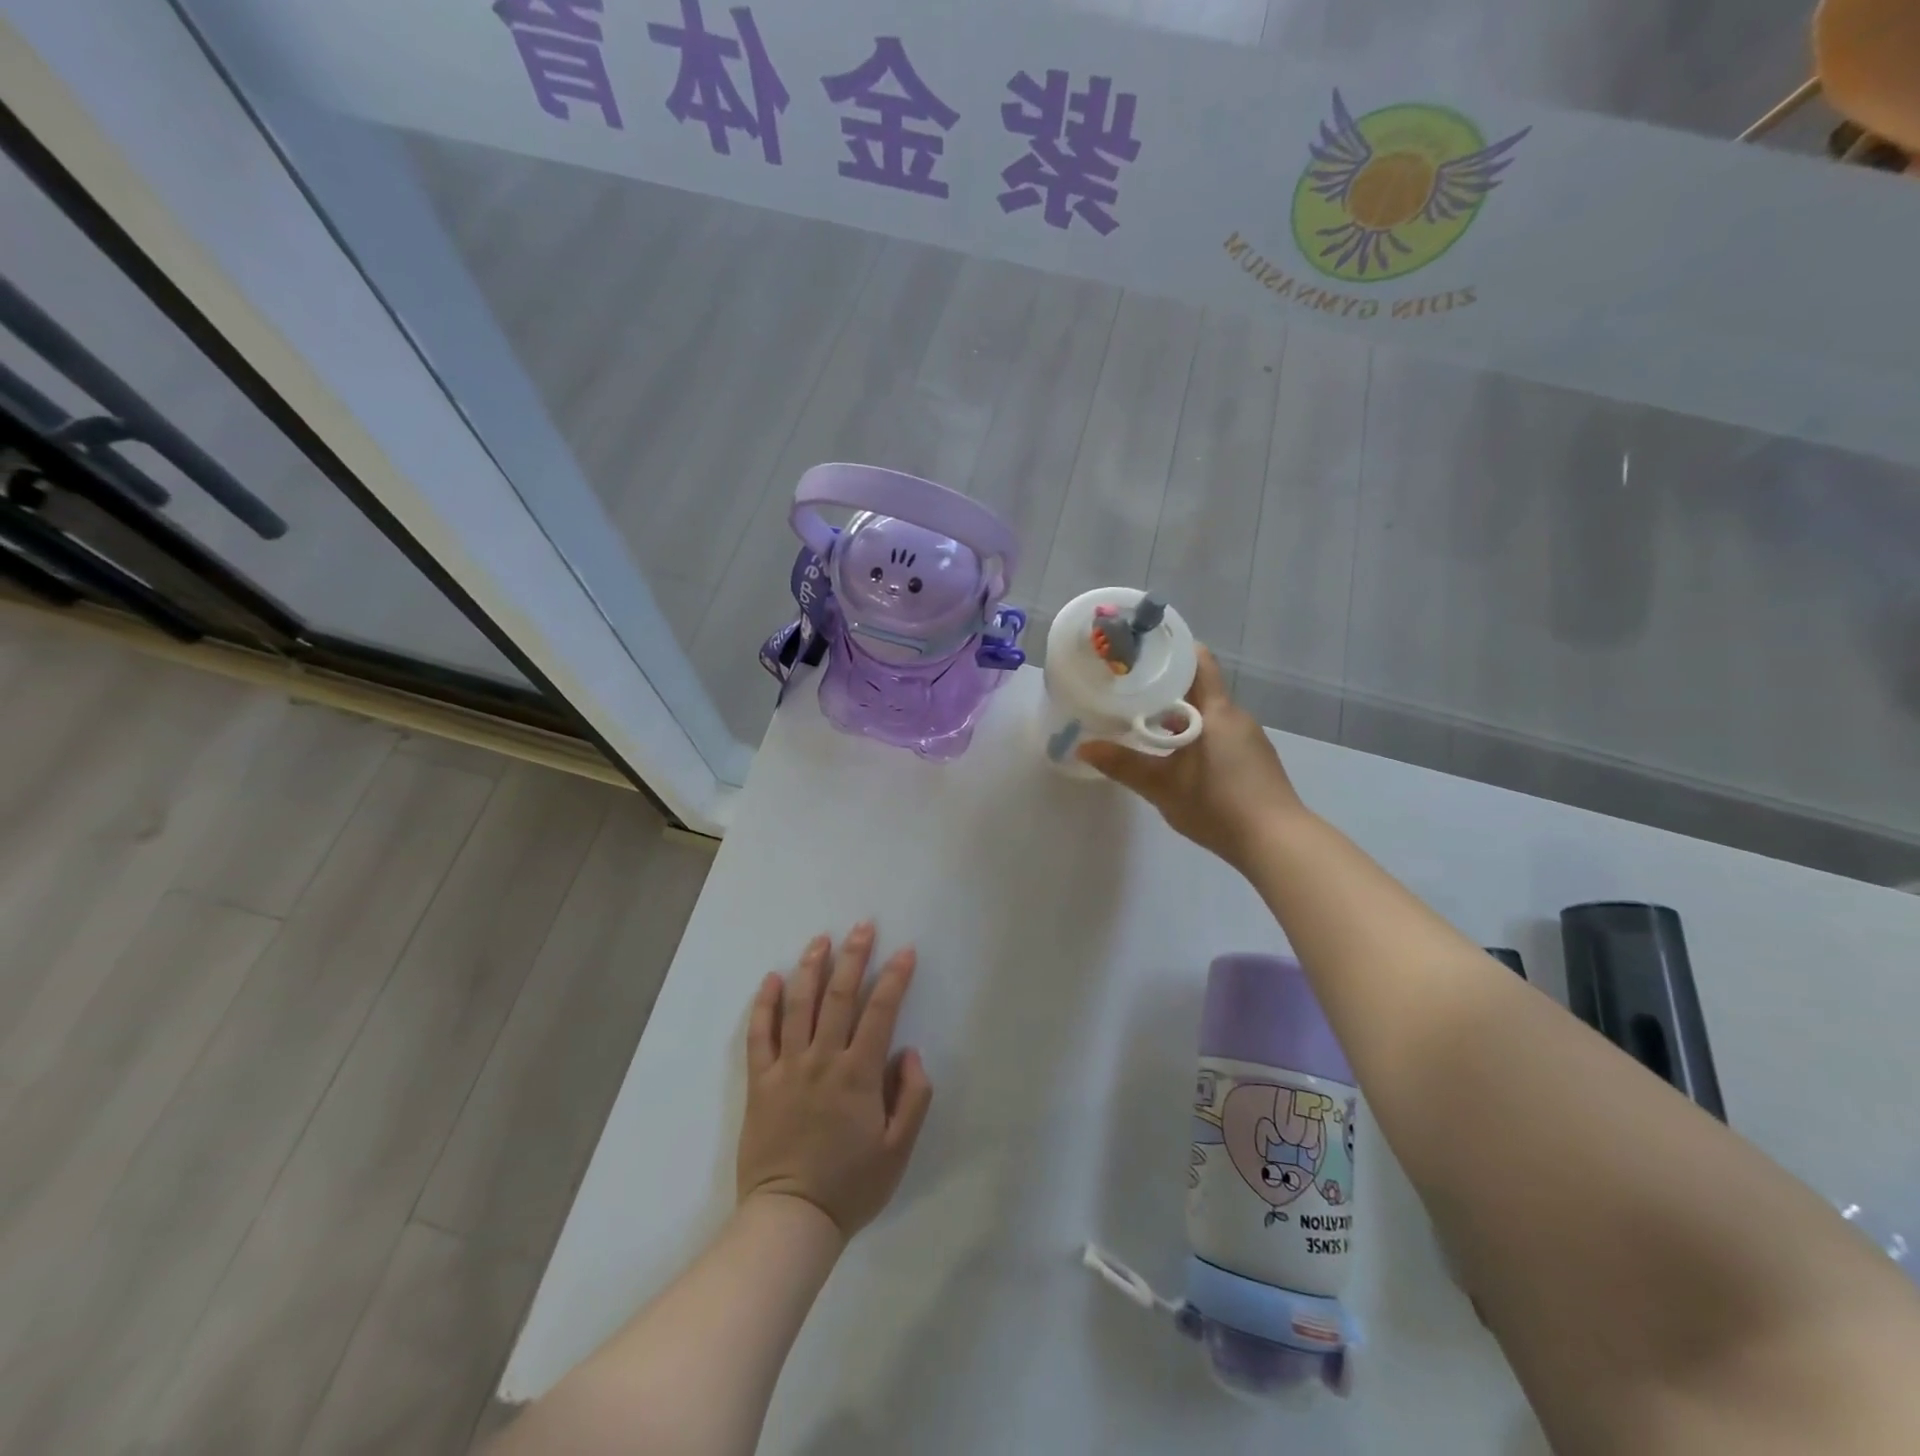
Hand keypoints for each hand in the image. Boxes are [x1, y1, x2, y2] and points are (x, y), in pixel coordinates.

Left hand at [737, 923, 933, 1240]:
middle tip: (862, 926)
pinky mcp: (760, 1082)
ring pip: (798, 1005)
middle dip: (854, 956)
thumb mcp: (898, 1150)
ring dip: (811, 968)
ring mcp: (787, 1068)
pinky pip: (759, 1035)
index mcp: (858, 1075)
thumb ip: (912, 1097)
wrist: (790, 1220)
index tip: (906, 951)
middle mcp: (822, 1060)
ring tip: (820, 940)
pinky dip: (764, 1004)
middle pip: (838, 996)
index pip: (880, 1012)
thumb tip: (910, 1052)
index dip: (895, 978)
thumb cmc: (850, 1186)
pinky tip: (771, 979)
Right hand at [1077, 646, 1303, 871]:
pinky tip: (1174, 758)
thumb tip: (1082, 747)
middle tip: (1127, 692)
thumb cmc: (1217, 804)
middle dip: (1164, 689)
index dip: (1171, 651)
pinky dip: (1194, 736)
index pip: (1198, 661)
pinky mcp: (1253, 761)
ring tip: (1142, 725)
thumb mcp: (1161, 786)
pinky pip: (1218, 735)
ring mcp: (1249, 739)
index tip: (1140, 653)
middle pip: (1198, 689)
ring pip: (1207, 715)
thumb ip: (1122, 764)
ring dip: (1178, 716)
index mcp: (1217, 711)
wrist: (1276, 843)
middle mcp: (1235, 717)